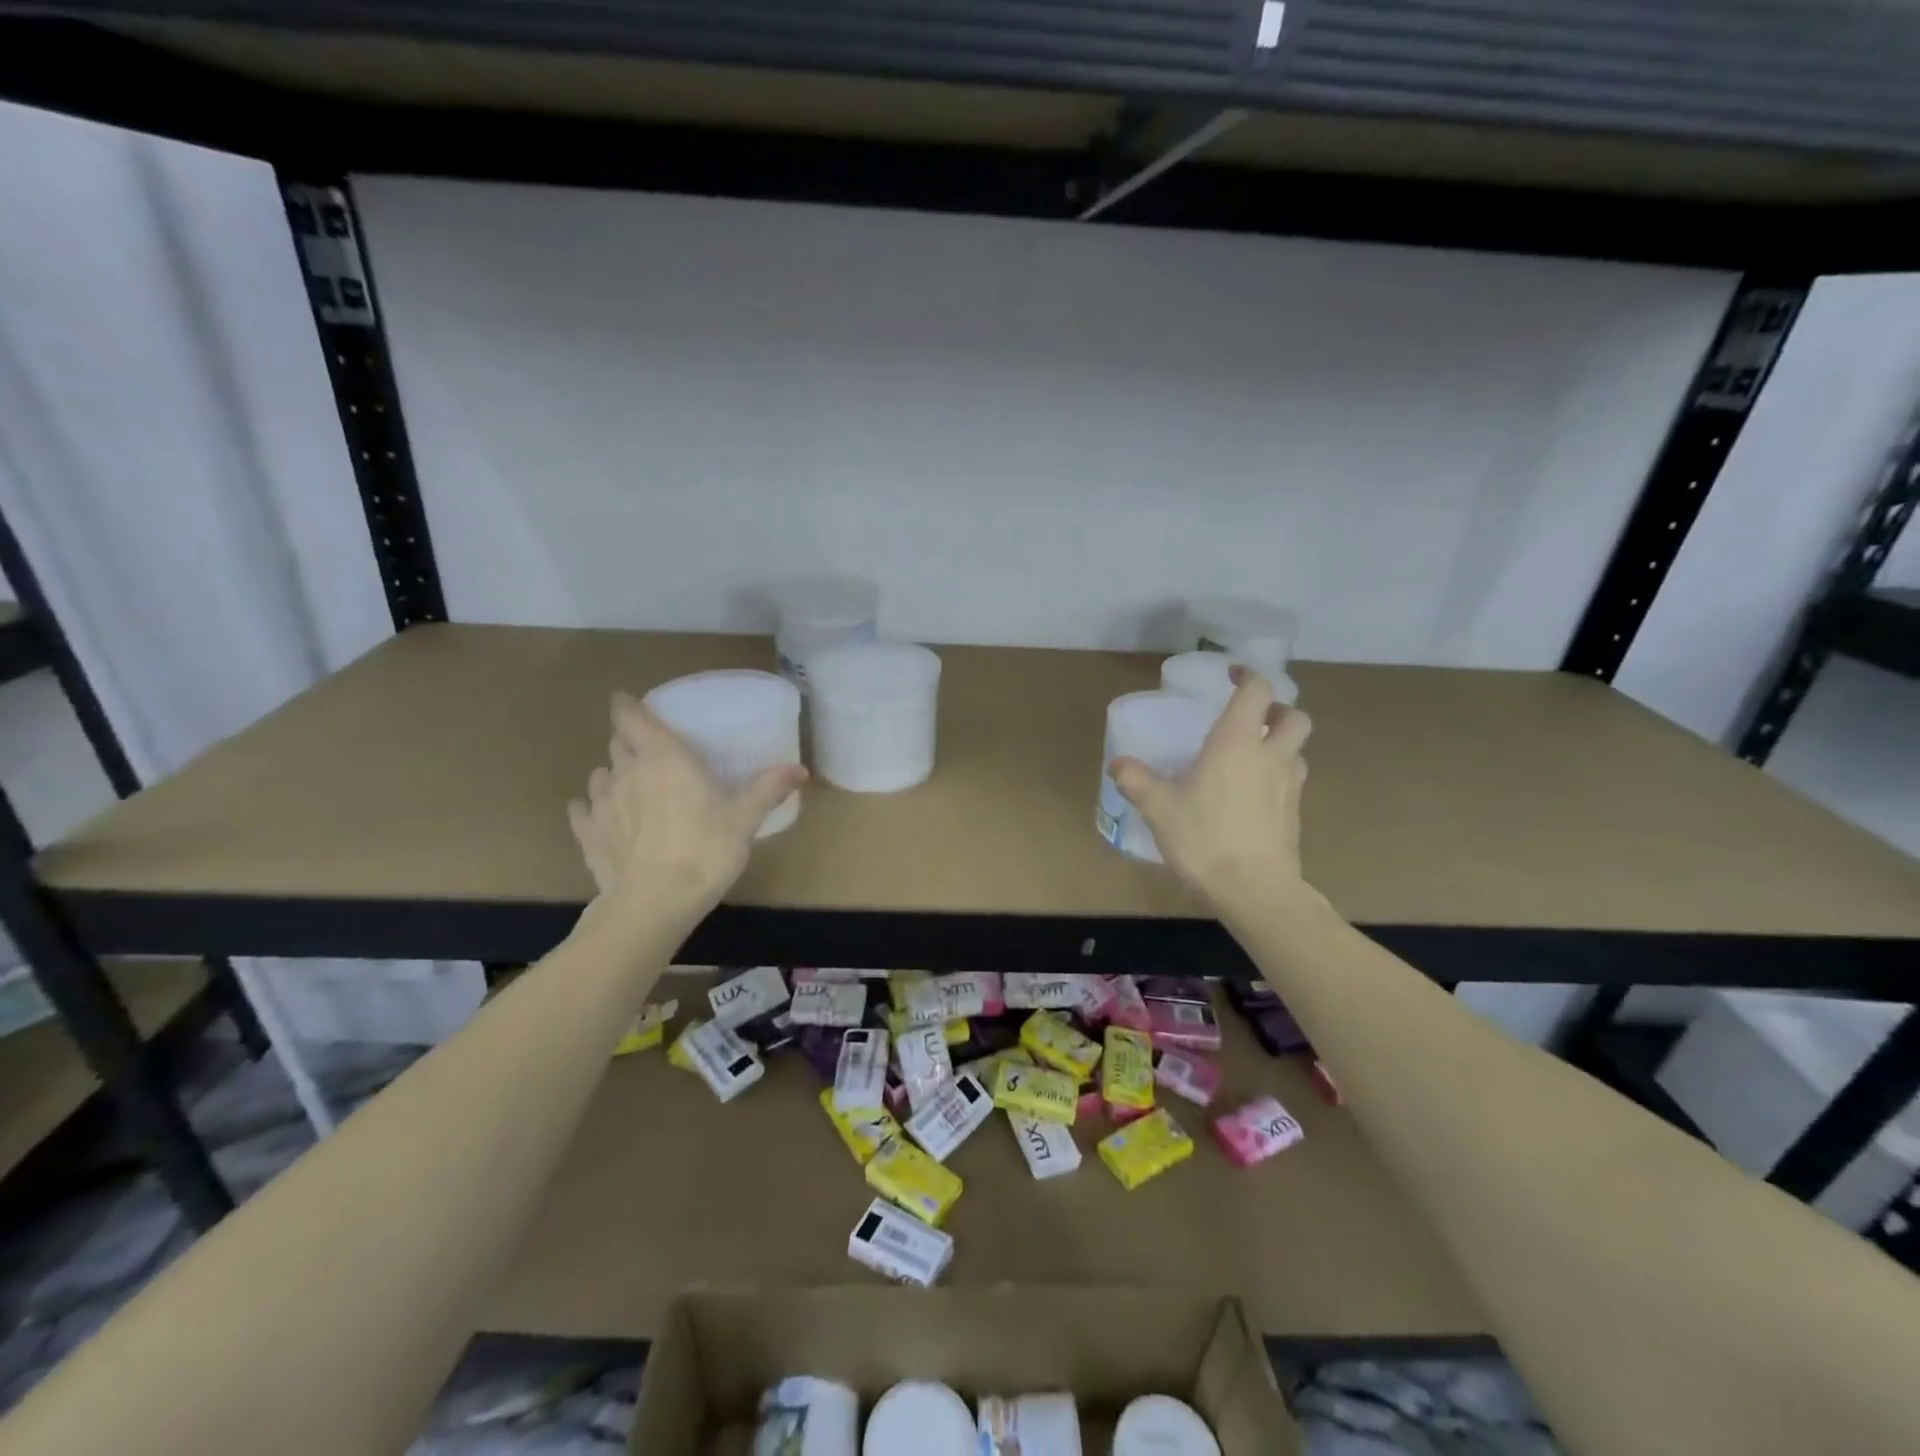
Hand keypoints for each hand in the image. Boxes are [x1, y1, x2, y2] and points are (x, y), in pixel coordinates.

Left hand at [568, 692, 806, 924]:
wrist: (654, 905)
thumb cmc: (704, 850)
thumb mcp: (745, 819)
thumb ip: (769, 788)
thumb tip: (800, 769)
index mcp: (663, 758)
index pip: (632, 717)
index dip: (628, 706)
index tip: (630, 703)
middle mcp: (626, 772)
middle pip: (618, 743)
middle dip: (630, 742)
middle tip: (652, 753)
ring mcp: (600, 804)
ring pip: (600, 775)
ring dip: (613, 775)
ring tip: (631, 788)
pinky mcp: (587, 835)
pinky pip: (582, 811)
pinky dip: (590, 809)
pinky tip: (600, 817)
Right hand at [1110, 668, 1311, 913]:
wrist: (1254, 889)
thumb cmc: (1204, 838)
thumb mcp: (1159, 808)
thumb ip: (1136, 780)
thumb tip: (1117, 764)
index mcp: (1238, 742)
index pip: (1257, 690)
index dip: (1248, 675)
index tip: (1231, 674)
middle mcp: (1271, 755)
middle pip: (1293, 716)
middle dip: (1276, 709)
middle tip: (1251, 718)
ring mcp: (1290, 785)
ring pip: (1298, 749)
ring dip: (1280, 742)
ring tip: (1251, 756)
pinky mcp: (1295, 813)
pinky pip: (1292, 779)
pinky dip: (1278, 774)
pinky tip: (1252, 794)